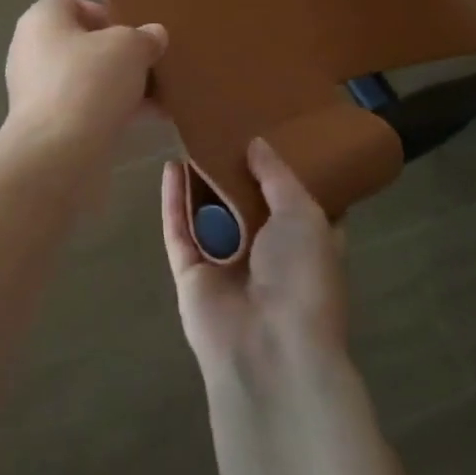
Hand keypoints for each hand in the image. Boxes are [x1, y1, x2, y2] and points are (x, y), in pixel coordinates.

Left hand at [1, 0, 166, 156]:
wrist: (58, 155)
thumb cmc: (89, 83)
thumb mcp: (130, 48)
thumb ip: (144, 37)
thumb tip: (153, 35)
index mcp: (41, 20)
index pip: (71, 2)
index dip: (104, 13)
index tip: (133, 32)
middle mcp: (32, 51)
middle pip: (83, 43)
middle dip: (120, 54)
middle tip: (151, 64)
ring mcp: (37, 91)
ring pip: (88, 78)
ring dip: (122, 85)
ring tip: (160, 95)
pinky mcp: (48, 126)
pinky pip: (86, 108)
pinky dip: (114, 110)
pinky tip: (149, 119)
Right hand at [161, 139, 348, 383]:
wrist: (269, 348)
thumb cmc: (302, 276)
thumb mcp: (305, 214)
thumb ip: (277, 176)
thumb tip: (257, 144)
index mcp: (305, 244)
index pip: (297, 203)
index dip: (285, 172)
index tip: (275, 133)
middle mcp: (266, 254)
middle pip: (248, 205)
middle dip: (237, 171)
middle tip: (226, 126)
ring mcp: (225, 265)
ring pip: (209, 215)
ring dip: (201, 181)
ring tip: (193, 137)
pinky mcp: (190, 274)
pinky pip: (179, 230)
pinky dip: (174, 201)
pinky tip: (170, 167)